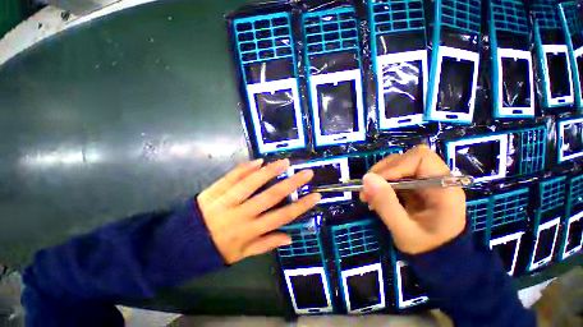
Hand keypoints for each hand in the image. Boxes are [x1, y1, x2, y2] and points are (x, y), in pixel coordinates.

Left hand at [198, 159, 320, 263]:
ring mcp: (226, 201)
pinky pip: (231, 177)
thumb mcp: (242, 254)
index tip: (315, 196)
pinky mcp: (213, 191)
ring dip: (270, 171)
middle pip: (271, 196)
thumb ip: (266, 244)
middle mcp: (241, 215)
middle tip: (306, 173)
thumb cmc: (214, 251)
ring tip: (285, 162)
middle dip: (291, 184)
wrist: (178, 246)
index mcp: (250, 231)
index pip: (282, 216)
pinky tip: (258, 161)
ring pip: (252, 183)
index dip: (301, 206)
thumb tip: (290, 237)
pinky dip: (245, 168)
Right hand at [360, 145, 465, 254]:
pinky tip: (374, 197)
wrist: (436, 257)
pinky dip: (380, 184)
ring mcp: (424, 182)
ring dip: (378, 177)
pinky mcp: (414, 186)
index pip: (420, 158)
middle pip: (406, 159)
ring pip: (397, 165)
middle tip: (366, 189)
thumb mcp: (404, 230)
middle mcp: (436, 179)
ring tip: (368, 195)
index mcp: (444, 188)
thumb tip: (367, 178)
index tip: (376, 182)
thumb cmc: (425, 247)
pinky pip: (393, 176)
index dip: (395, 166)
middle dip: (382, 172)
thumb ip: (386, 204)